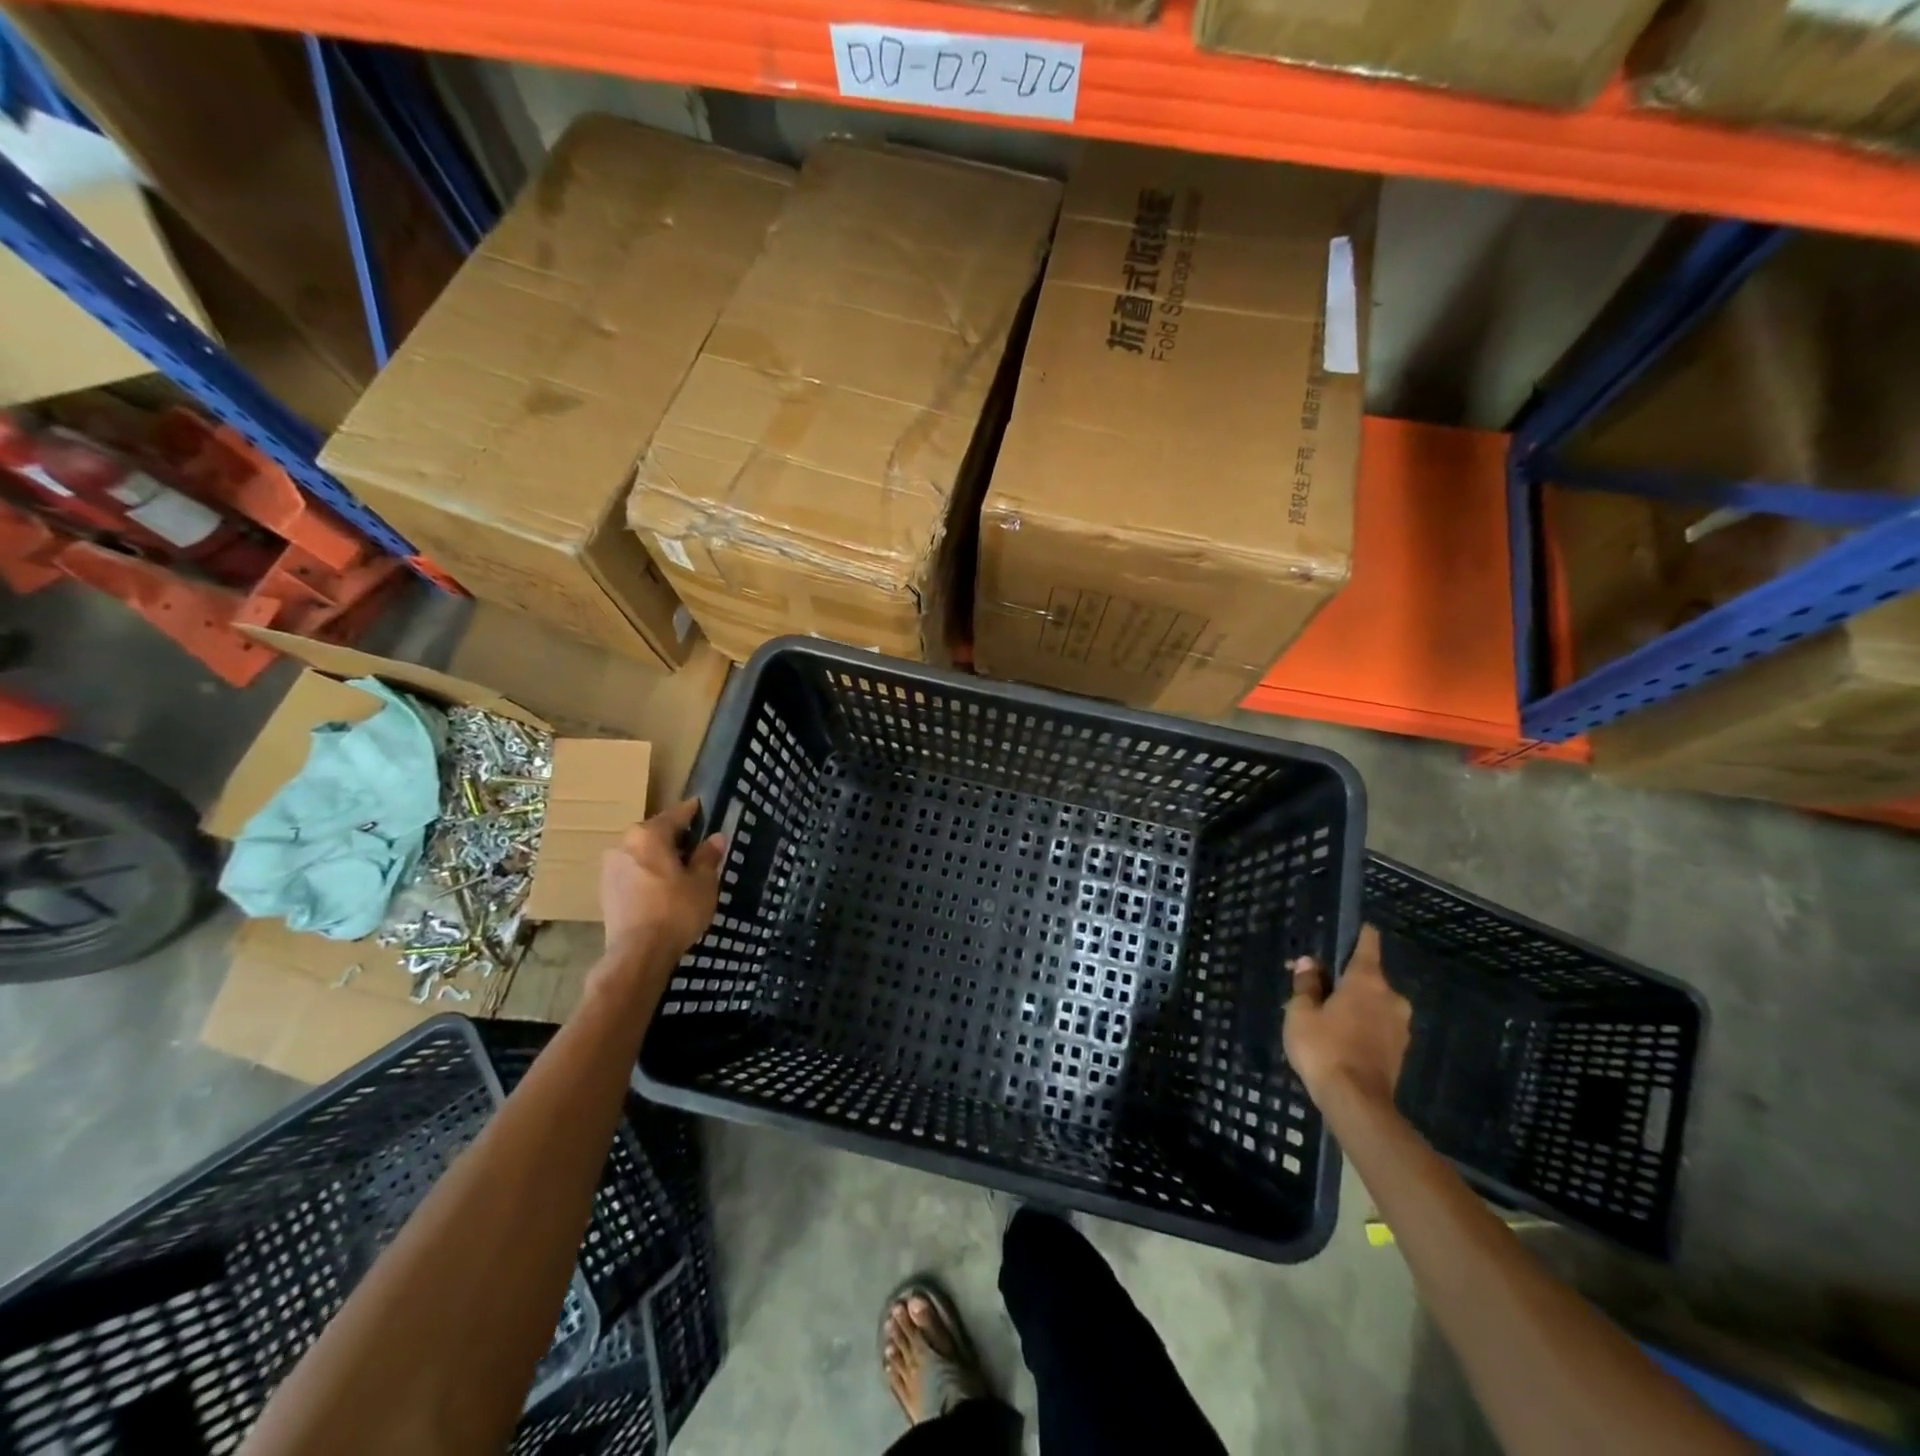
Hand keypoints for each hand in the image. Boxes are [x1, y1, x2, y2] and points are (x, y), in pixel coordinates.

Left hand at [598, 800, 724, 967]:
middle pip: (655, 833)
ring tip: (681, 870)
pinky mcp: (605, 891)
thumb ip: (708, 857)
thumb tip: (715, 838)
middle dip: (675, 838)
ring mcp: (610, 868)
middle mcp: (624, 844)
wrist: (638, 954)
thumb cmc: (676, 911)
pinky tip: (662, 888)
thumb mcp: (703, 883)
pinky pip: (632, 872)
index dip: (693, 811)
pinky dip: (648, 874)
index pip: (676, 814)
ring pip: (642, 853)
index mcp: (648, 835)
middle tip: (697, 844)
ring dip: (659, 857)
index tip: (703, 807)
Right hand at [1284, 925, 1411, 1110]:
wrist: (1357, 1103)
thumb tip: (1308, 963)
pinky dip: (1364, 1026)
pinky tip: (1342, 1039)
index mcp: (1367, 981)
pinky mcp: (1401, 1051)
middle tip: (1319, 989)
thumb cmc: (1324, 1048)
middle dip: (1347, 980)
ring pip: (1375, 1003)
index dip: (1359, 934)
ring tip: (1328, 1018)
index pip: (1368, 944)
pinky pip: (1379, 1026)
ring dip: (1356, 1005)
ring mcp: (1401, 1026)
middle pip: (1369, 977)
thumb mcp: (1301, 1012)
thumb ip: (1306, 985)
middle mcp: (1391, 998)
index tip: (1349, 930)